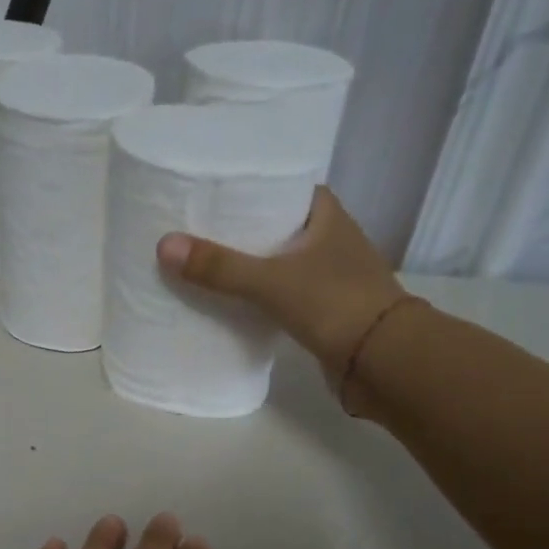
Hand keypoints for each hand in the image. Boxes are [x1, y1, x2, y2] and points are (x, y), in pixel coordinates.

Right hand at [157, 185, 412, 388]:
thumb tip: (165, 246)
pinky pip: (288, 297)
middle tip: (204, 229)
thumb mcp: (271, 281)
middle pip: (284, 227)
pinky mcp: (328, 314)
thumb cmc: (334, 304)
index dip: (259, 187)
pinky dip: (265, 298)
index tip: (222, 192)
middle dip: (249, 229)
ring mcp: (333, 280)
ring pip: (286, 264)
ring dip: (257, 266)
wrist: (383, 362)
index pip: (290, 188)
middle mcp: (334, 242)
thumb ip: (220, 267)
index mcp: (329, 217)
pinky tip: (237, 304)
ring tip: (211, 265)